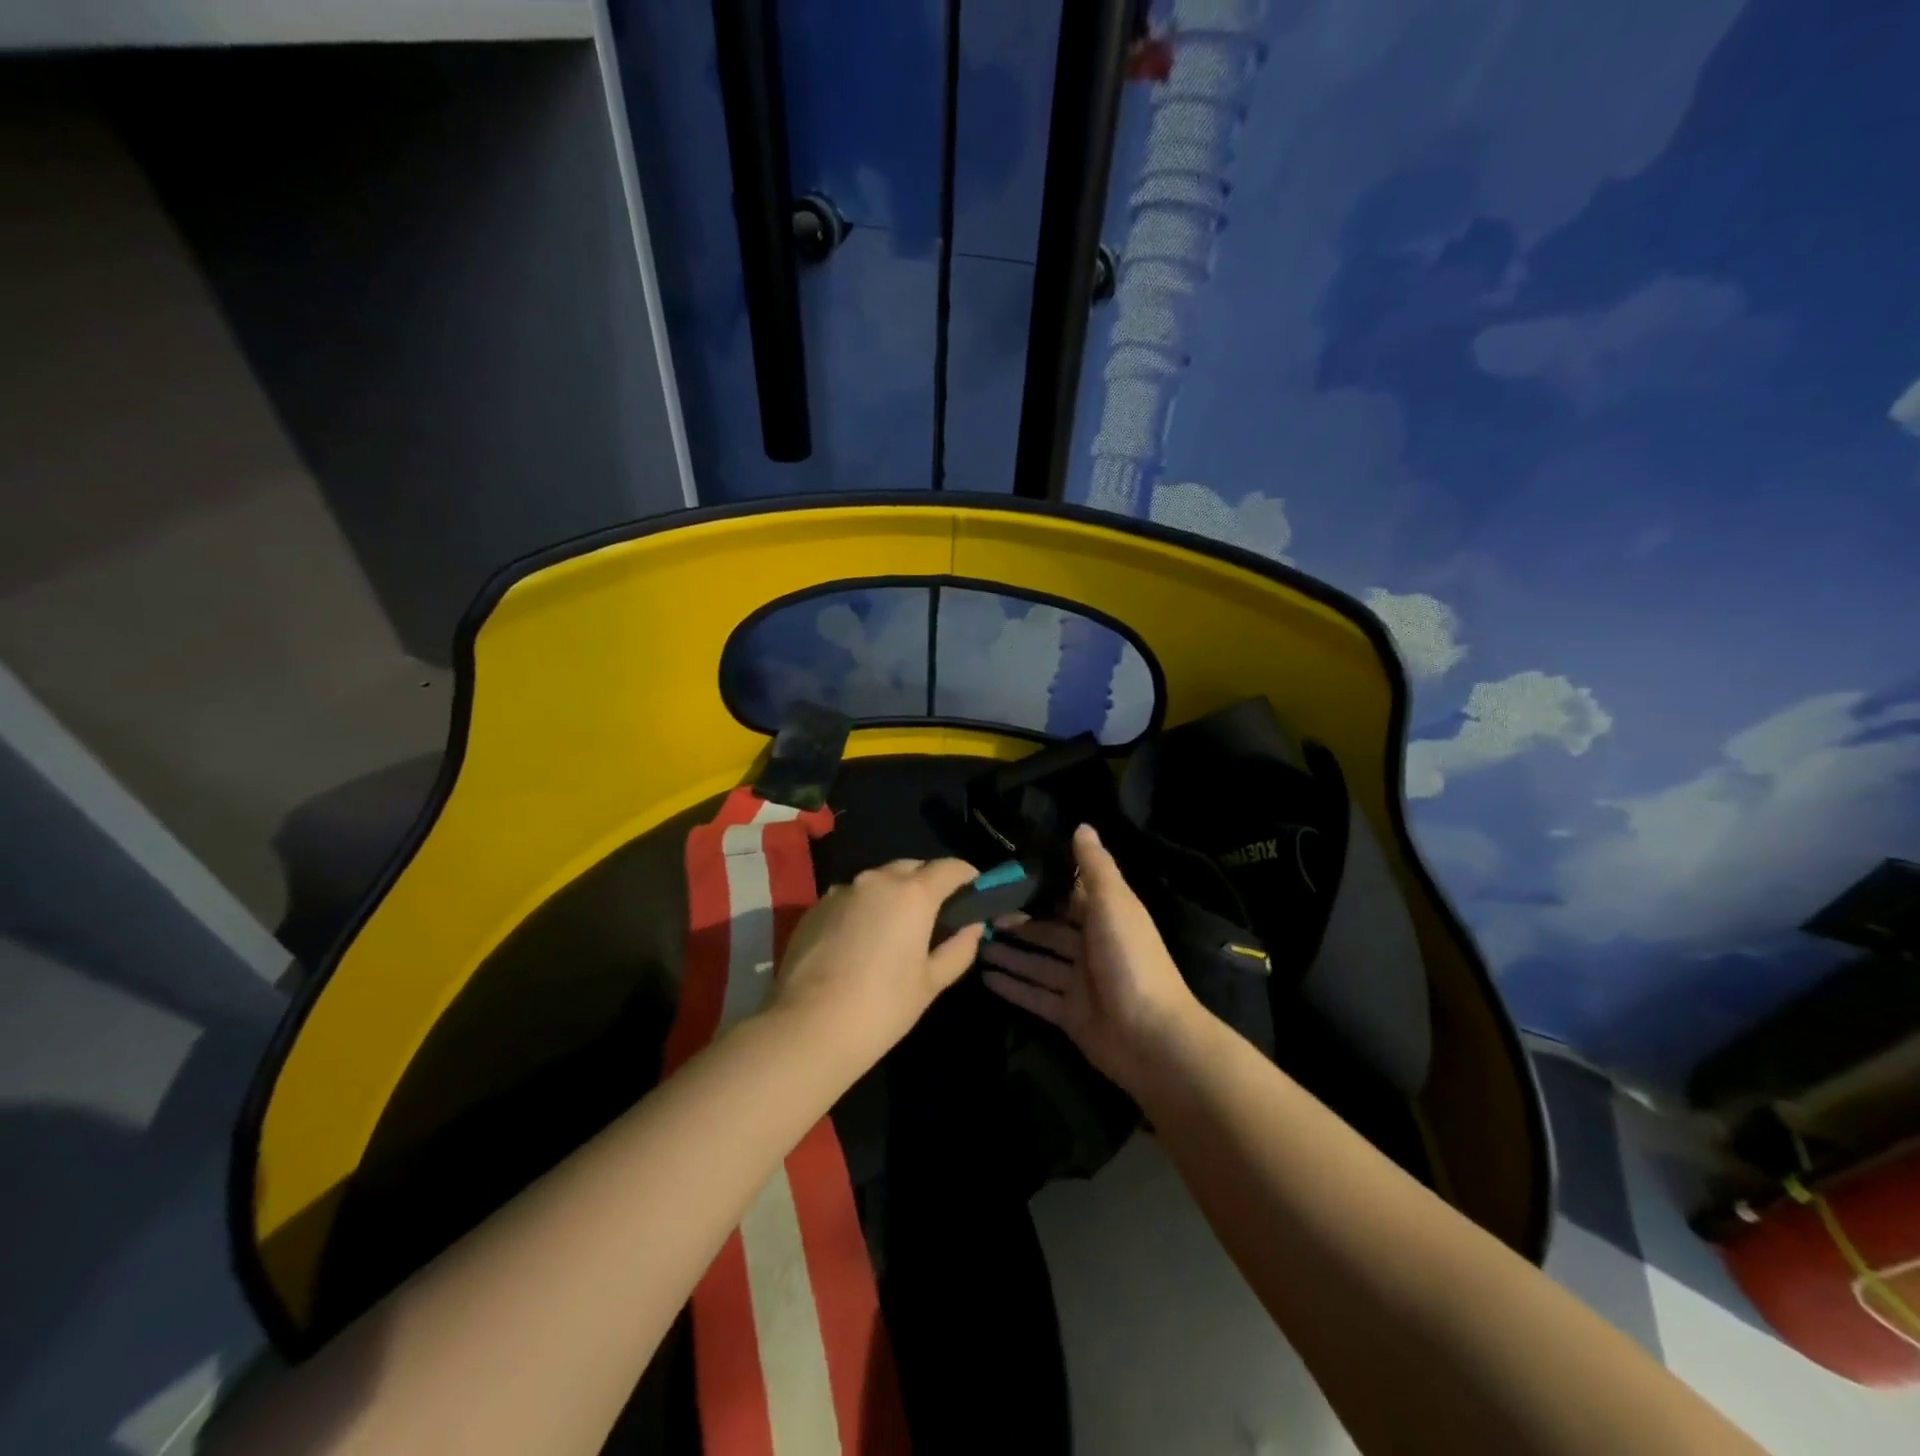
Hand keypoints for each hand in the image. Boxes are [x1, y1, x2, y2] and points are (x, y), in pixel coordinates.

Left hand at [767, 857, 984, 1067]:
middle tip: (936, 915)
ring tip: (895, 928)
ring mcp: (841, 891)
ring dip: (893, 894)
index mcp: (912, 893)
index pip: (950, 868)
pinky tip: (860, 941)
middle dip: (928, 883)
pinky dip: (863, 908)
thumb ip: (958, 948)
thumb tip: (972, 927)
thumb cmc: (882, 1007)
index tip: (975, 893)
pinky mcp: (814, 907)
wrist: (808, 1027)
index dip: (968, 877)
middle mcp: (877, 880)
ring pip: (878, 881)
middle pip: (912, 867)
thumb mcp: (931, 983)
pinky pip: (850, 897)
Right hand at [980, 824, 1202, 1090]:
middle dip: (1015, 922)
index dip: (1039, 886)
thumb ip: (1095, 866)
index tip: (1003, 876)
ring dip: (1009, 953)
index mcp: (1105, 917)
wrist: (1152, 1038)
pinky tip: (984, 977)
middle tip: (975, 913)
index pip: (1067, 895)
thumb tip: (1082, 825)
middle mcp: (1092, 946)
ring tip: (972, 943)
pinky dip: (1013, 986)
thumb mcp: (1114, 903)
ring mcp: (1080, 983)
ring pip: (1038, 961)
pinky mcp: (1069, 1014)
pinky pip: (1035, 995)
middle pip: (1047, 929)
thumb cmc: (1131, 960)